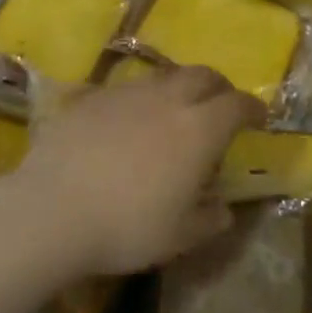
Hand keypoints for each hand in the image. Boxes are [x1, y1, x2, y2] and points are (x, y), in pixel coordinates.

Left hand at [13, 67, 264, 277]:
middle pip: (202, 75)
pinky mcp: (90, 97)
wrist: (52, 210)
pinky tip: (127, 123)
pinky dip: (138, 100)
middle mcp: (166, 99)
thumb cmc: (126, 227)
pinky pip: (125, 89)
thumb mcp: (179, 236)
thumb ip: (209, 219)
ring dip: (178, 88)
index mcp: (198, 129)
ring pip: (163, 76)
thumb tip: (223, 208)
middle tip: (220, 106)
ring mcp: (125, 93)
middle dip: (218, 87)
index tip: (259, 117)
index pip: (237, 104)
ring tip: (173, 113)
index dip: (252, 108)